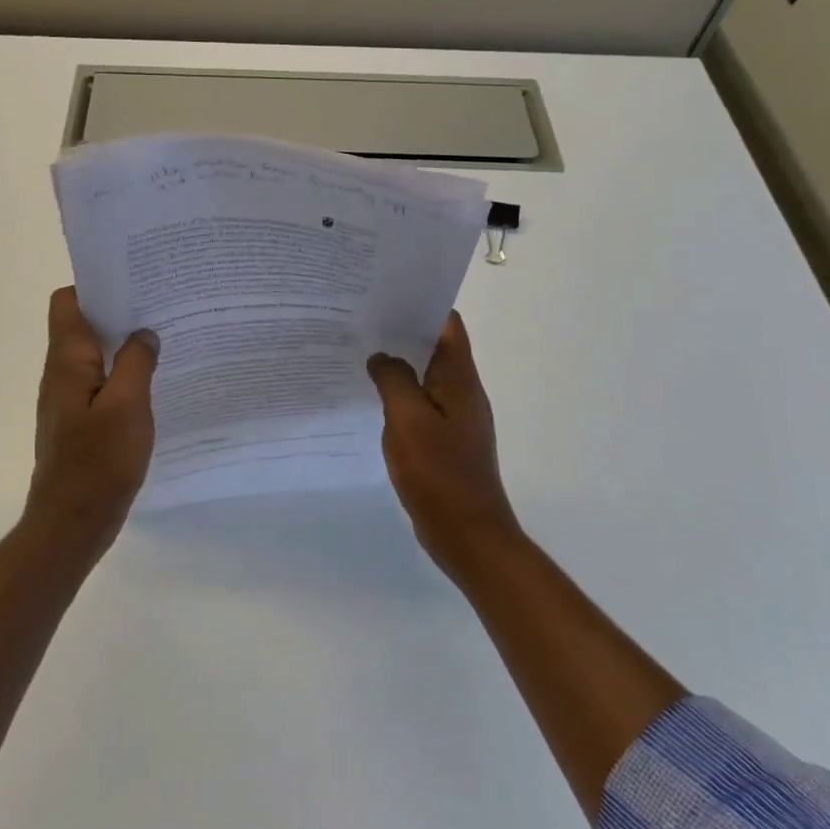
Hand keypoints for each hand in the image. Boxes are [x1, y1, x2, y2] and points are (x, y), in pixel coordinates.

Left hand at [27, 287, 160, 547]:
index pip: (67, 302)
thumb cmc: (98, 462)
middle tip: (160, 306)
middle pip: (83, 325)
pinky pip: (101, 383)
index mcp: (67, 361)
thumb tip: (144, 333)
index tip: (133, 281)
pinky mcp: (80, 422)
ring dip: (123, 344)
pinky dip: (123, 375)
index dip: (95, 286)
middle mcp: (62, 373)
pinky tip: (153, 383)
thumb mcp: (127, 406)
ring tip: (163, 338)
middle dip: (118, 312)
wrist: (72, 522)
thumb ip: (136, 362)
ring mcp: (69, 399)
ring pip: (94, 355)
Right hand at [368, 311, 523, 579]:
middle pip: (436, 348)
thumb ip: (393, 380)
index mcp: (459, 379)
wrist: (467, 533)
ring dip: (400, 364)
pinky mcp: (447, 441)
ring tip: (362, 354)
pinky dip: (401, 395)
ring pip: (427, 377)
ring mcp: (457, 418)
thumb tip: (381, 357)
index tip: (386, 295)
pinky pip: (422, 405)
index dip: (422, 305)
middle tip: (362, 322)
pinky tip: (373, 400)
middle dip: (403, 332)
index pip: (448, 325)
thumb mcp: (408, 420)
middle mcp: (463, 392)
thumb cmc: (439, 472)